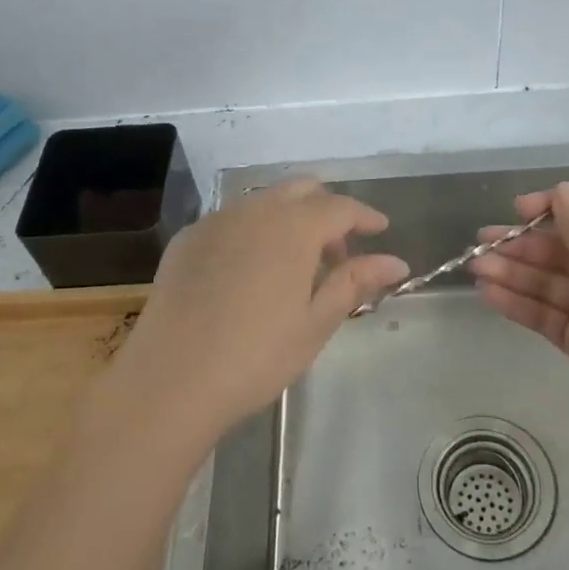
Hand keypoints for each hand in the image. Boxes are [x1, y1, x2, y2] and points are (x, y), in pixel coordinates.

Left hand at [106, 180, 408, 449]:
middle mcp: (255, 210)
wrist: (171, 379)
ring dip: (289, 218)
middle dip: (327, 211)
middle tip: (337, 253)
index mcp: (293, 227)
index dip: (364, 216)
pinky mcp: (187, 239)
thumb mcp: (315, 322)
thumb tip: (396, 261)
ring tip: (295, 265)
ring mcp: (216, 221)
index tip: (380, 229)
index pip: (340, 206)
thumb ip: (355, 281)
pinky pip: (231, 220)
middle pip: (301, 190)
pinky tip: (250, 271)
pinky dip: (254, 231)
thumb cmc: (257, 356)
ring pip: (264, 201)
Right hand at [471, 183, 568, 456]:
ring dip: (513, 271)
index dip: (554, 208)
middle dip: (524, 243)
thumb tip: (562, 189)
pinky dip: (517, 301)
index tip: (518, 209)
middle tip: (481, 240)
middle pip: (564, 247)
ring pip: (548, 279)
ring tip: (475, 265)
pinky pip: (544, 311)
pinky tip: (486, 293)